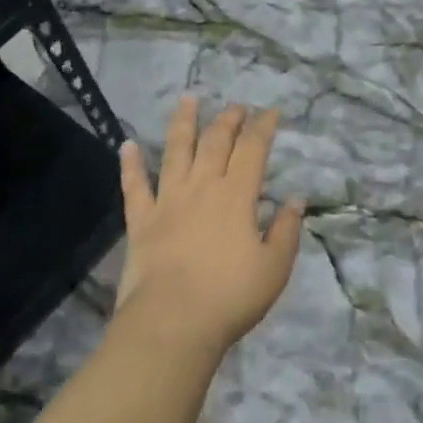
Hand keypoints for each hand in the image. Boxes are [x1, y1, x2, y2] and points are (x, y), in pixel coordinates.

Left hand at [114, 95, 304, 358]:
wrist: (172, 323)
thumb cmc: (230, 297)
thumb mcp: (274, 267)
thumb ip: (286, 230)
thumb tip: (295, 199)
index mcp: (237, 196)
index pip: (253, 149)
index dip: (263, 127)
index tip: (271, 111)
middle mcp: (202, 187)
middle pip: (215, 142)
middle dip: (228, 119)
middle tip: (236, 106)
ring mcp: (168, 201)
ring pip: (175, 151)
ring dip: (183, 123)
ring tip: (188, 99)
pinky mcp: (141, 221)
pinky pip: (134, 186)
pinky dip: (131, 164)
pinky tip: (127, 144)